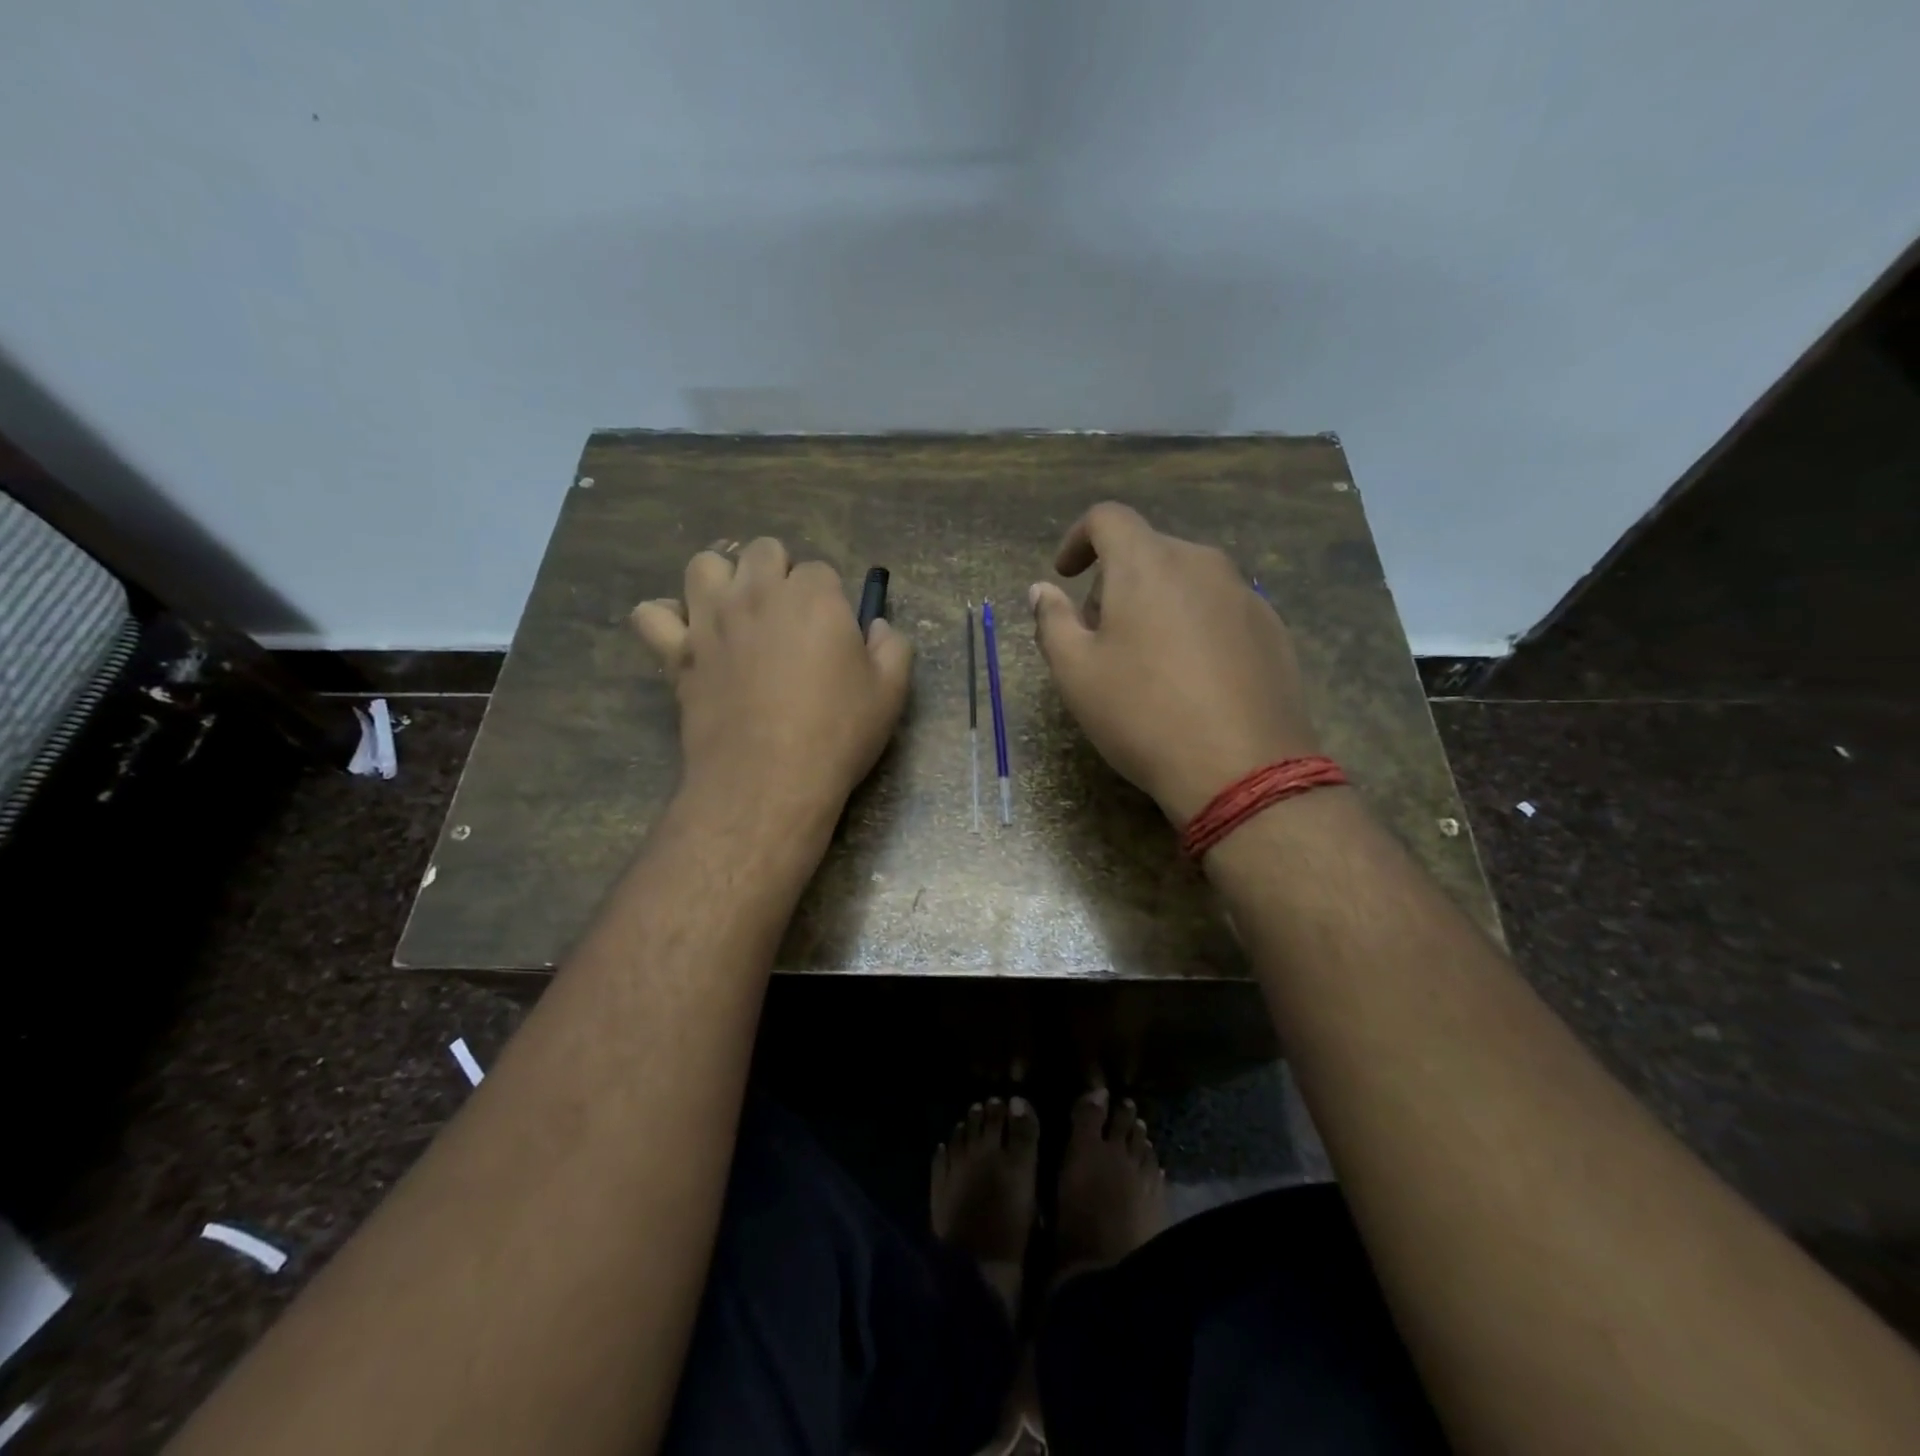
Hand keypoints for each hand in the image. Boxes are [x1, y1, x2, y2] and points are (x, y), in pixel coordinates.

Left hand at [632, 539, 911, 827]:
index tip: (833, 632)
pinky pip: (651, 614)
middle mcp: (758, 593)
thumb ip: (893, 647)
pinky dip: (665, 619)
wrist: (768, 780)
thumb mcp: (890, 692)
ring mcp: (711, 619)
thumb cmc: (837, 733)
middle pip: (762, 551)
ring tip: (736, 614)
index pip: (820, 571)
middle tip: (789, 618)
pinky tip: (686, 637)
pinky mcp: (678, 652)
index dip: (829, 599)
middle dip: (778, 573)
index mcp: (814, 597)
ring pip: (704, 566)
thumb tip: (878, 626)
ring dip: (722, 581)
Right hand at [1030, 503, 1319, 824]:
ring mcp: (1243, 594)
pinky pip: (1218, 608)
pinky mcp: (1272, 628)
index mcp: (1147, 564)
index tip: (1064, 574)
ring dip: (1155, 602)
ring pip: (1186, 580)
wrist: (1241, 768)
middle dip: (1114, 581)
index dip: (1077, 539)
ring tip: (1145, 659)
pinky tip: (1190, 677)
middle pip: (1148, 551)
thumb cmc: (1142, 714)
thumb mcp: (1076, 673)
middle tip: (1098, 634)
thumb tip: (1042, 591)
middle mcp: (1201, 563)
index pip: (1108, 518)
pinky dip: (1193, 623)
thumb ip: (1053, 621)